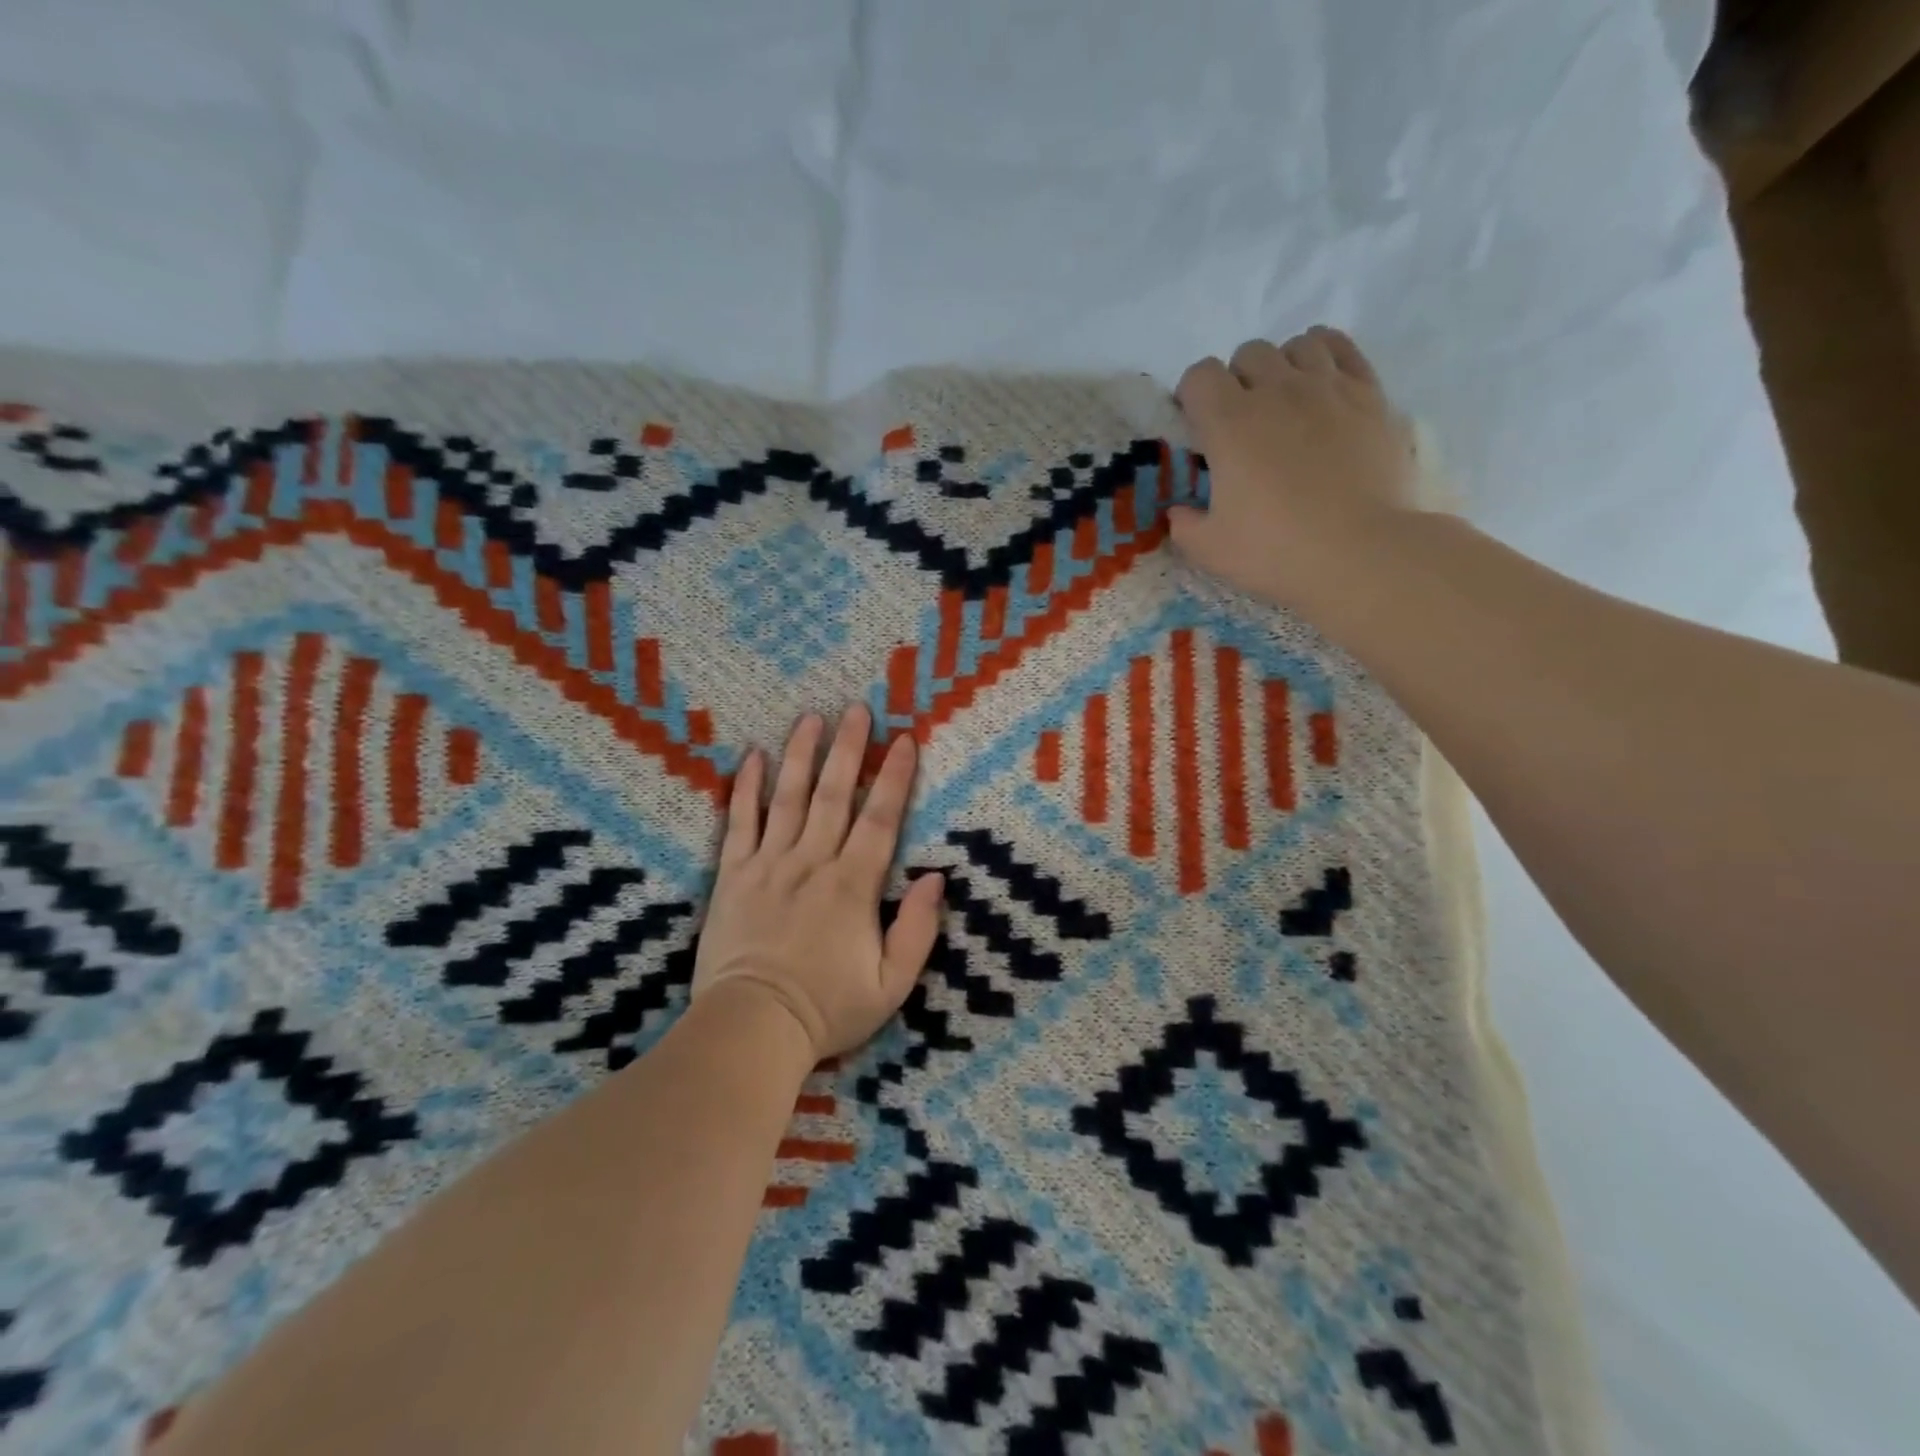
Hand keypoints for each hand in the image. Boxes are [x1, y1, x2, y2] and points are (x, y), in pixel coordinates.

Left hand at [691, 704, 943, 1060]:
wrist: (751, 1029)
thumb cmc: (827, 1009)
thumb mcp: (891, 984)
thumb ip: (918, 930)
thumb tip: (937, 878)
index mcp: (853, 885)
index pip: (880, 818)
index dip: (894, 777)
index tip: (904, 740)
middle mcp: (812, 862)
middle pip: (833, 794)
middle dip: (848, 749)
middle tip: (856, 709)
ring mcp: (768, 865)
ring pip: (787, 798)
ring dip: (800, 754)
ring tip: (810, 718)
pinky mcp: (732, 876)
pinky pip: (739, 823)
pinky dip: (746, 789)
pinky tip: (752, 758)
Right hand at [1169, 327, 1416, 608]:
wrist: (1360, 554)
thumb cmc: (1275, 551)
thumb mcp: (1209, 550)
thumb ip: (1184, 525)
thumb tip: (1179, 511)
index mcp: (1229, 423)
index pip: (1199, 375)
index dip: (1192, 396)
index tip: (1198, 428)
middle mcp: (1276, 390)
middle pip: (1248, 353)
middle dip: (1237, 381)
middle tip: (1243, 423)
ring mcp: (1327, 387)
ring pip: (1297, 345)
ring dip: (1283, 367)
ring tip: (1285, 403)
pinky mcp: (1369, 394)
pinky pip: (1342, 348)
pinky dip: (1326, 357)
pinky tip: (1322, 385)